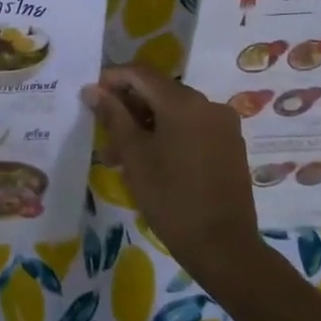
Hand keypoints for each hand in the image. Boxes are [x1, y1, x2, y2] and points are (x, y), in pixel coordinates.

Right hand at [82, 65, 256, 279]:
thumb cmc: (170, 197)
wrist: (223, 247)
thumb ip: (113, 115)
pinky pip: (192, 129)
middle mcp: (208, 104)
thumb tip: (93, 89)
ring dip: (146, 126)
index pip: (140, 73)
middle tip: (103, 134)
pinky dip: (168, 136)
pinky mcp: (230, 146)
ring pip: (175, 113)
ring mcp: (223, 126)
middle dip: (128, 108)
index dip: (112, 79)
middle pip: (159, 92)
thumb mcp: (134, 154)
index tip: (90, 96)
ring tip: (121, 157)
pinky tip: (152, 162)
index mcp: (184, 102)